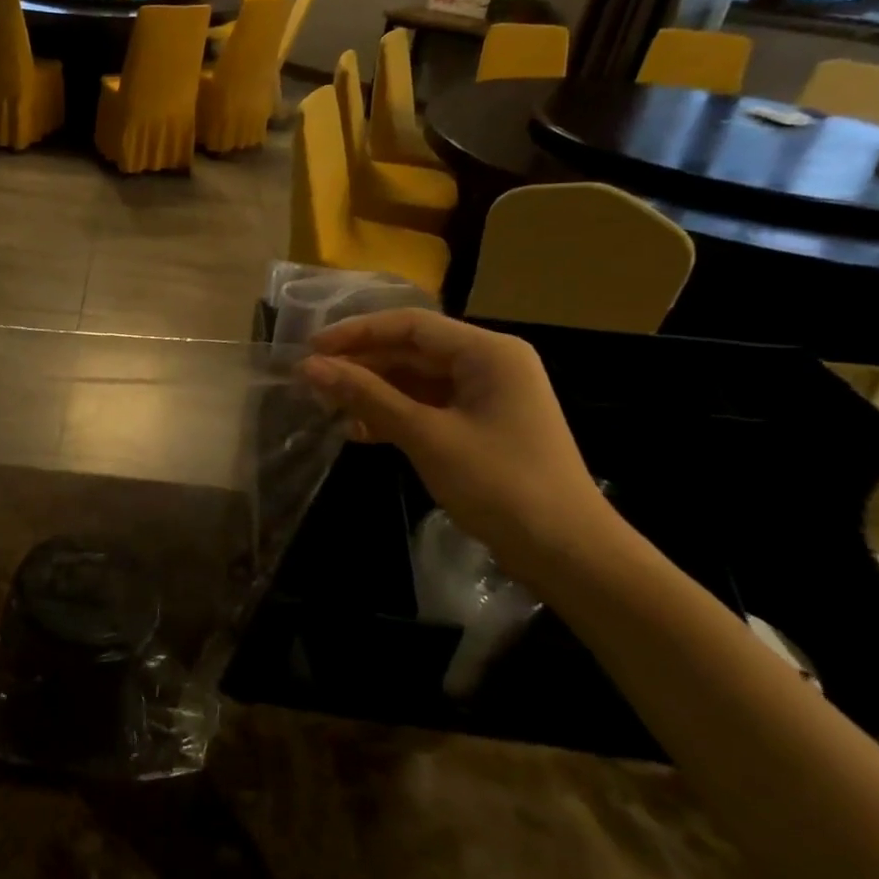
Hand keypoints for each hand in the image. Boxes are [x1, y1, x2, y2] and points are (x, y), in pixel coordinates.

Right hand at [299, 310, 612, 582]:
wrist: (569, 554)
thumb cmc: (501, 485)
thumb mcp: (426, 436)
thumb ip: (366, 396)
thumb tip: (309, 367)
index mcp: (488, 352)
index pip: (410, 325)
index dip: (356, 333)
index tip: (310, 349)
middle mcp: (489, 364)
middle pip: (411, 350)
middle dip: (362, 364)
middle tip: (312, 380)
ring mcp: (486, 396)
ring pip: (415, 380)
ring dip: (373, 391)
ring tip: (327, 405)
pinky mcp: (480, 426)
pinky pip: (427, 406)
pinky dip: (394, 415)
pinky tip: (359, 431)